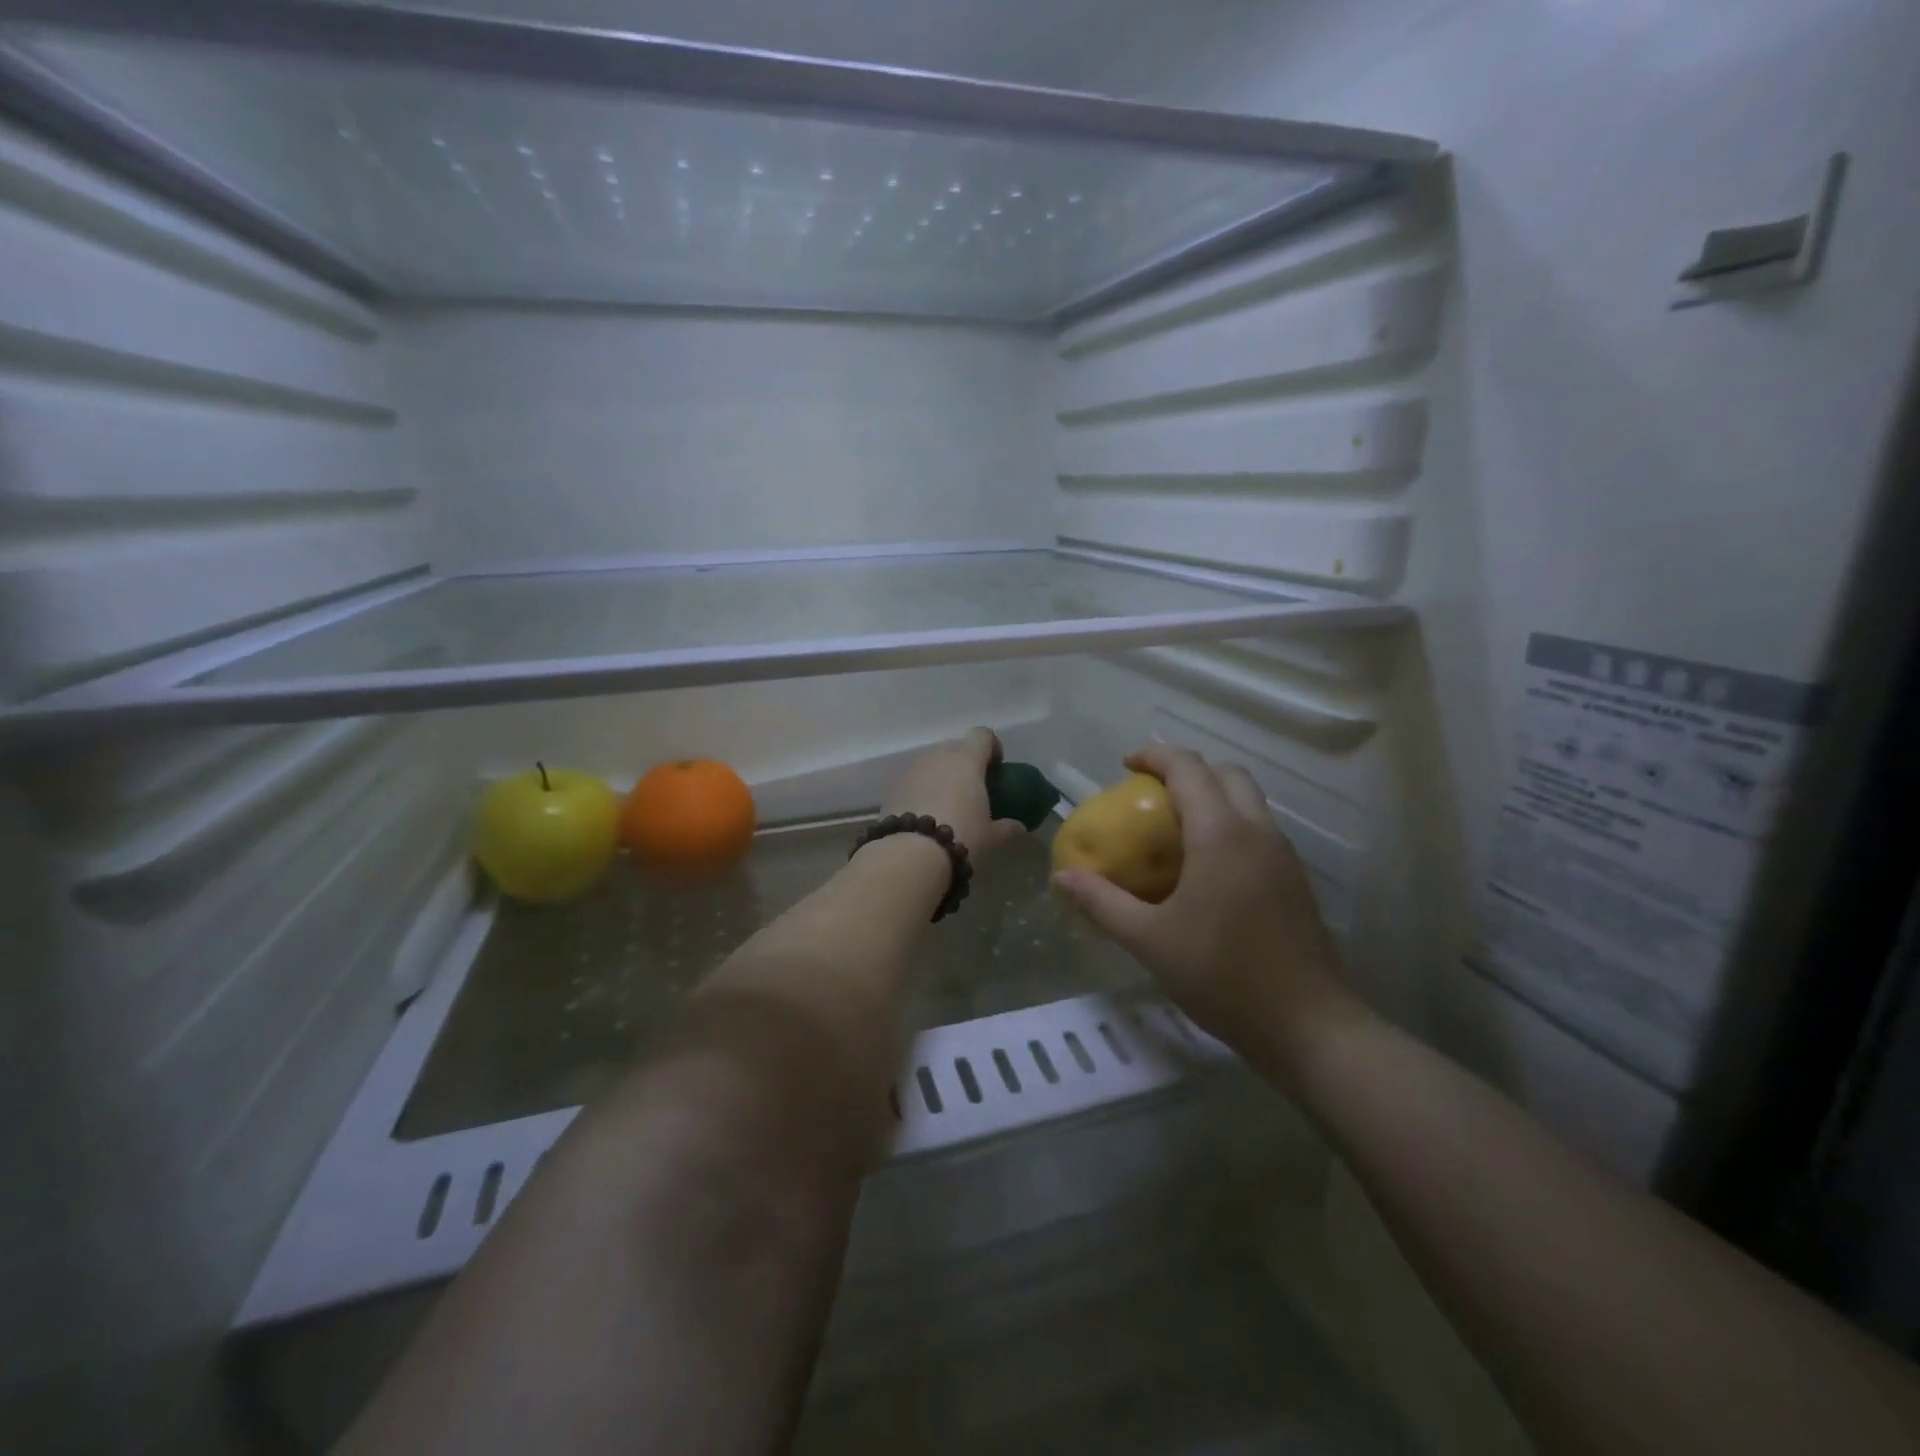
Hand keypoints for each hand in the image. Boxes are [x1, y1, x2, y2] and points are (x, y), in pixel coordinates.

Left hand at [881, 728, 1028, 863]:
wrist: (909, 855)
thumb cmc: (961, 838)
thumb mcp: (991, 837)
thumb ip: (1008, 828)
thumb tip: (1019, 827)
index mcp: (967, 760)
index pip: (983, 735)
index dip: (992, 748)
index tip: (995, 769)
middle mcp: (938, 756)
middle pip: (955, 748)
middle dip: (964, 764)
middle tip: (971, 790)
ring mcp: (912, 769)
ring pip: (931, 763)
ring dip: (940, 776)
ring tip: (946, 805)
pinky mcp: (891, 787)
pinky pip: (913, 780)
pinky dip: (920, 790)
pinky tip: (924, 815)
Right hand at [1052, 744, 1360, 1061]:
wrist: (1308, 1026)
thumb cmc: (1222, 976)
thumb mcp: (1149, 941)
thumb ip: (1102, 904)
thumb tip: (1061, 878)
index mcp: (1220, 834)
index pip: (1189, 768)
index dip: (1155, 756)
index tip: (1125, 766)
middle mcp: (1257, 831)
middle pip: (1226, 774)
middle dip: (1187, 771)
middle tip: (1151, 794)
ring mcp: (1283, 855)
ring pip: (1248, 801)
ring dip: (1212, 797)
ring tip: (1175, 829)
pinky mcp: (1295, 880)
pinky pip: (1259, 830)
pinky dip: (1229, 825)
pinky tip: (1207, 869)